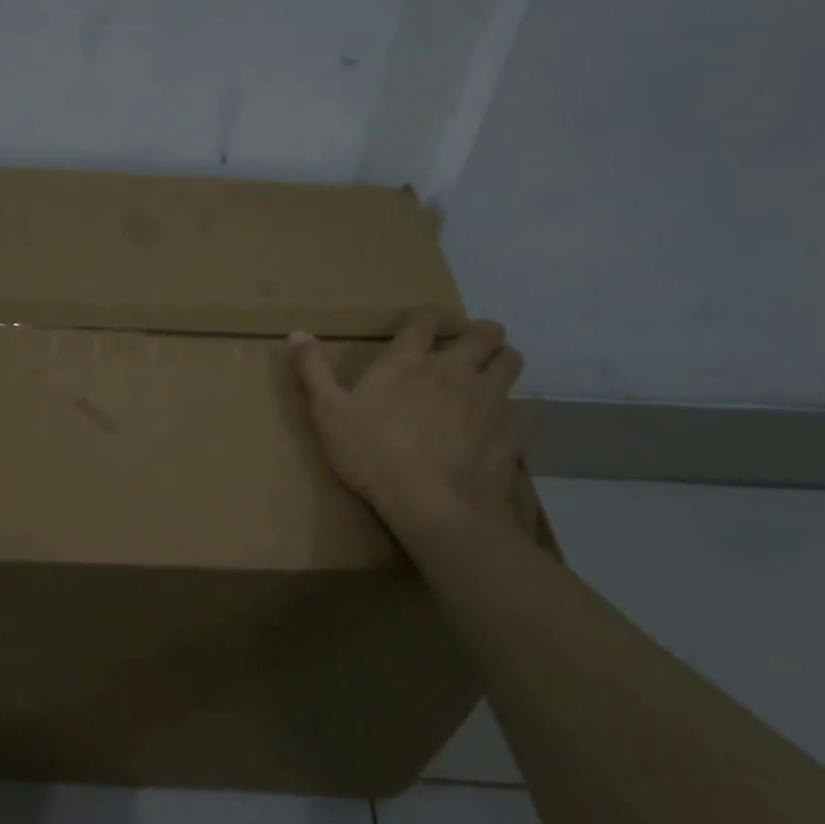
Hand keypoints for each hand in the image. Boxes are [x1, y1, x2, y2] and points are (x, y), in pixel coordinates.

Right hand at [289, 305, 524, 536]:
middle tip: (466, 347)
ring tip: (488, 376)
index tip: (422, 325)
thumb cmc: (372, 455)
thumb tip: (296, 333)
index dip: (425, 317)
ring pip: (512, 362)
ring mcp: (488, 400)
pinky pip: (528, 412)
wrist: (431, 506)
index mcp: (409, 362)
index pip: (424, 319)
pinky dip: (521, 412)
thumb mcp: (329, 413)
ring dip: (502, 362)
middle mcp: (454, 370)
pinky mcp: (510, 432)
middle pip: (484, 332)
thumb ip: (313, 371)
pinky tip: (509, 423)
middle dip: (478, 332)